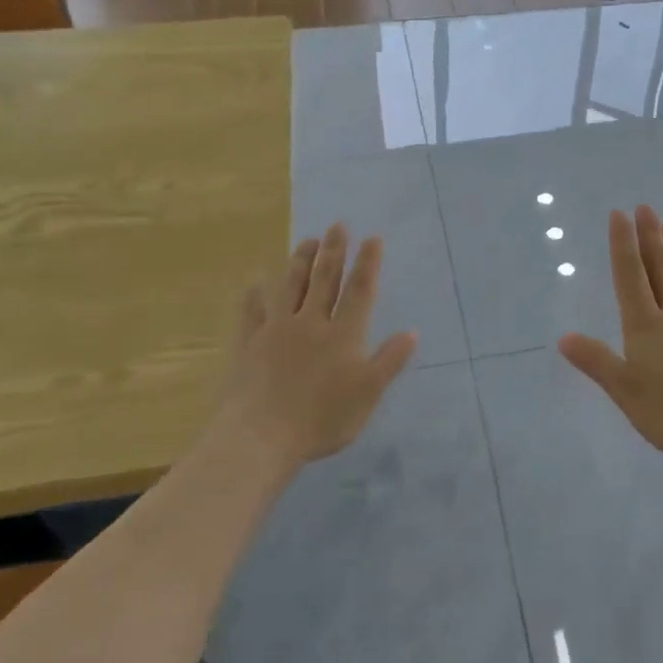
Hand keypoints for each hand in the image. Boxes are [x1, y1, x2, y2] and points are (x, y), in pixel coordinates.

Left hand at [221, 224, 417, 466]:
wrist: (261, 436)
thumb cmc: (322, 419)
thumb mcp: (368, 394)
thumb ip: (389, 361)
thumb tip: (412, 332)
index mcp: (343, 335)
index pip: (359, 291)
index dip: (367, 264)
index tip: (372, 238)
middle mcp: (311, 323)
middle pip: (324, 280)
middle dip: (334, 251)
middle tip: (337, 226)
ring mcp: (277, 331)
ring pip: (290, 288)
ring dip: (300, 262)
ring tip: (307, 241)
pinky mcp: (250, 344)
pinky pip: (252, 313)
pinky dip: (255, 296)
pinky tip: (255, 283)